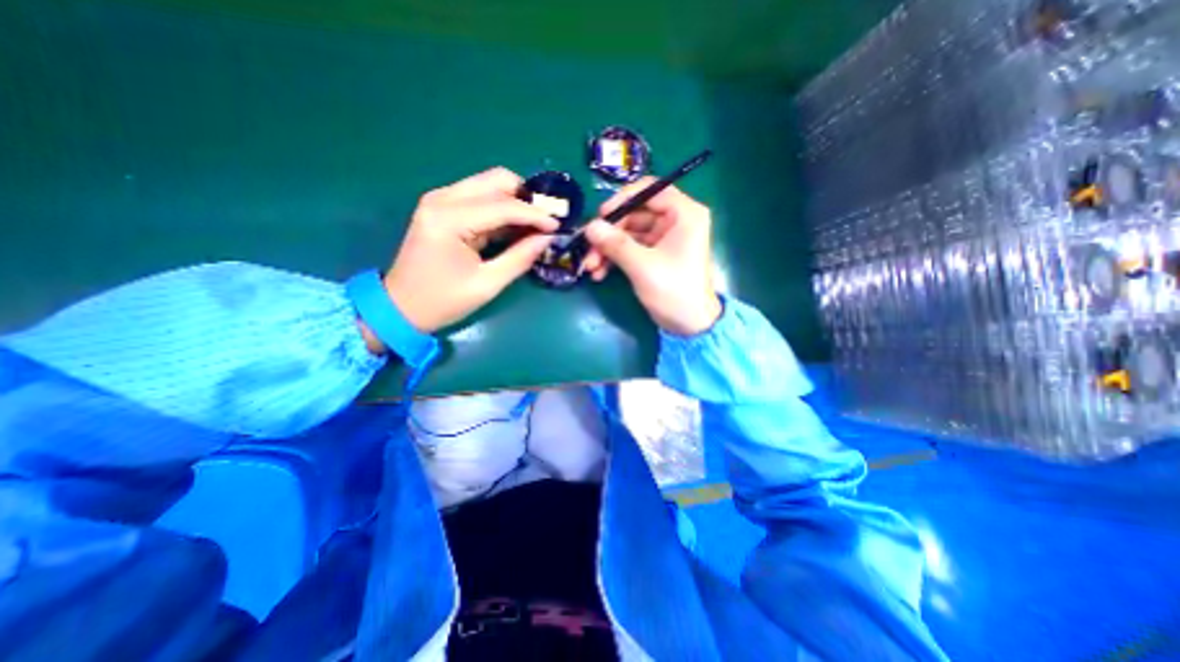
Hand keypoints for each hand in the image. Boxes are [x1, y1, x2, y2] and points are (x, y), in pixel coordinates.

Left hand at [363, 165, 558, 351]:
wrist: (400, 306)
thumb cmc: (443, 301)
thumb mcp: (487, 284)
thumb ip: (520, 257)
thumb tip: (547, 238)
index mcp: (450, 219)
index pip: (503, 205)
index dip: (535, 214)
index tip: (559, 225)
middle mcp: (443, 198)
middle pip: (496, 180)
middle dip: (527, 197)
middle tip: (547, 220)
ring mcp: (441, 200)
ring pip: (489, 184)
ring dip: (516, 200)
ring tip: (536, 223)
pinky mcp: (443, 207)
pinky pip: (480, 197)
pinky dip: (502, 208)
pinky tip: (517, 226)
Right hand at [579, 178, 719, 335]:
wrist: (690, 326)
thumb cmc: (674, 292)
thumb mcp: (643, 266)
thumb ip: (616, 244)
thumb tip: (589, 226)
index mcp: (683, 214)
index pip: (649, 189)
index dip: (622, 199)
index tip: (600, 216)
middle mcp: (674, 220)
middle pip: (634, 214)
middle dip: (609, 233)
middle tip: (588, 249)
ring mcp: (664, 238)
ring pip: (628, 233)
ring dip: (607, 249)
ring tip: (591, 268)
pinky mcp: (655, 254)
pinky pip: (630, 248)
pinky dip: (615, 258)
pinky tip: (599, 273)